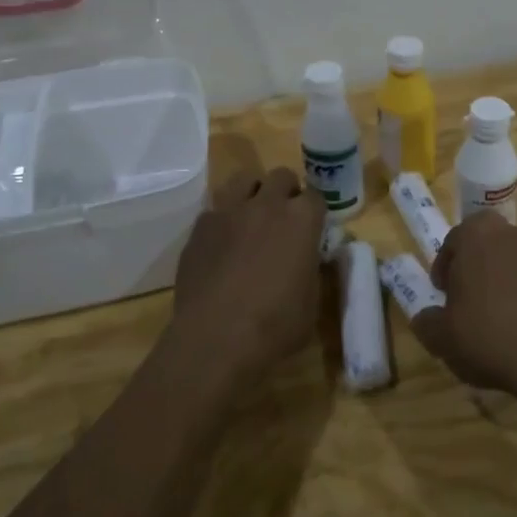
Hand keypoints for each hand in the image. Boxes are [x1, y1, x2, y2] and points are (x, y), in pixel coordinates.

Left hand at [169, 167, 325, 384]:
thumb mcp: (311, 300)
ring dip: (253, 193)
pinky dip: (223, 219)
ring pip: (243, 180)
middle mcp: (266, 205)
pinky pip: (215, 209)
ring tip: (252, 219)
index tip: (313, 228)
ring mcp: (228, 212)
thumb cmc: (276, 325)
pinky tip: (222, 243)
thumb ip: (311, 268)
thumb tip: (307, 259)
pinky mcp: (199, 227)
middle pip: (281, 177)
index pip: (316, 196)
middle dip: (286, 192)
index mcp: (301, 220)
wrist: (217, 339)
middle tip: (284, 219)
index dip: (315, 212)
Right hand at [414, 212, 516, 411]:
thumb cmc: (488, 337)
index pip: (453, 241)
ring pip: (515, 259)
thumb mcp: (440, 337)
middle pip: (487, 245)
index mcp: (478, 234)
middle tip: (468, 299)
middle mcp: (514, 233)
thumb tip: (426, 318)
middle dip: (476, 267)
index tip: (443, 295)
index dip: (445, 268)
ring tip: (498, 314)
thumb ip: (426, 322)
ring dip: (504, 278)